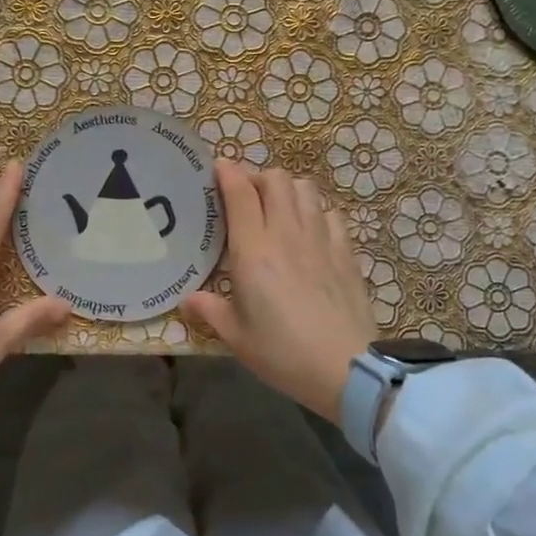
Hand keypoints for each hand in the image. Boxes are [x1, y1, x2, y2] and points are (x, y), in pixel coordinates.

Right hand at [181, 161, 376, 420]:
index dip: (228, 172)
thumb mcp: (237, 337)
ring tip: (278, 208)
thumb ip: (211, 311)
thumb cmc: (283, 353)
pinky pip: (330, 214)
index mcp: (254, 251)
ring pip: (305, 189)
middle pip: (275, 179)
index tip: (219, 167)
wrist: (348, 368)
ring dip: (288, 189)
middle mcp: (287, 233)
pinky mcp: (346, 251)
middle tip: (246, 196)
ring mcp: (321, 239)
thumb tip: (187, 299)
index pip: (241, 193)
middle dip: (257, 178)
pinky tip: (311, 231)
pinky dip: (316, 212)